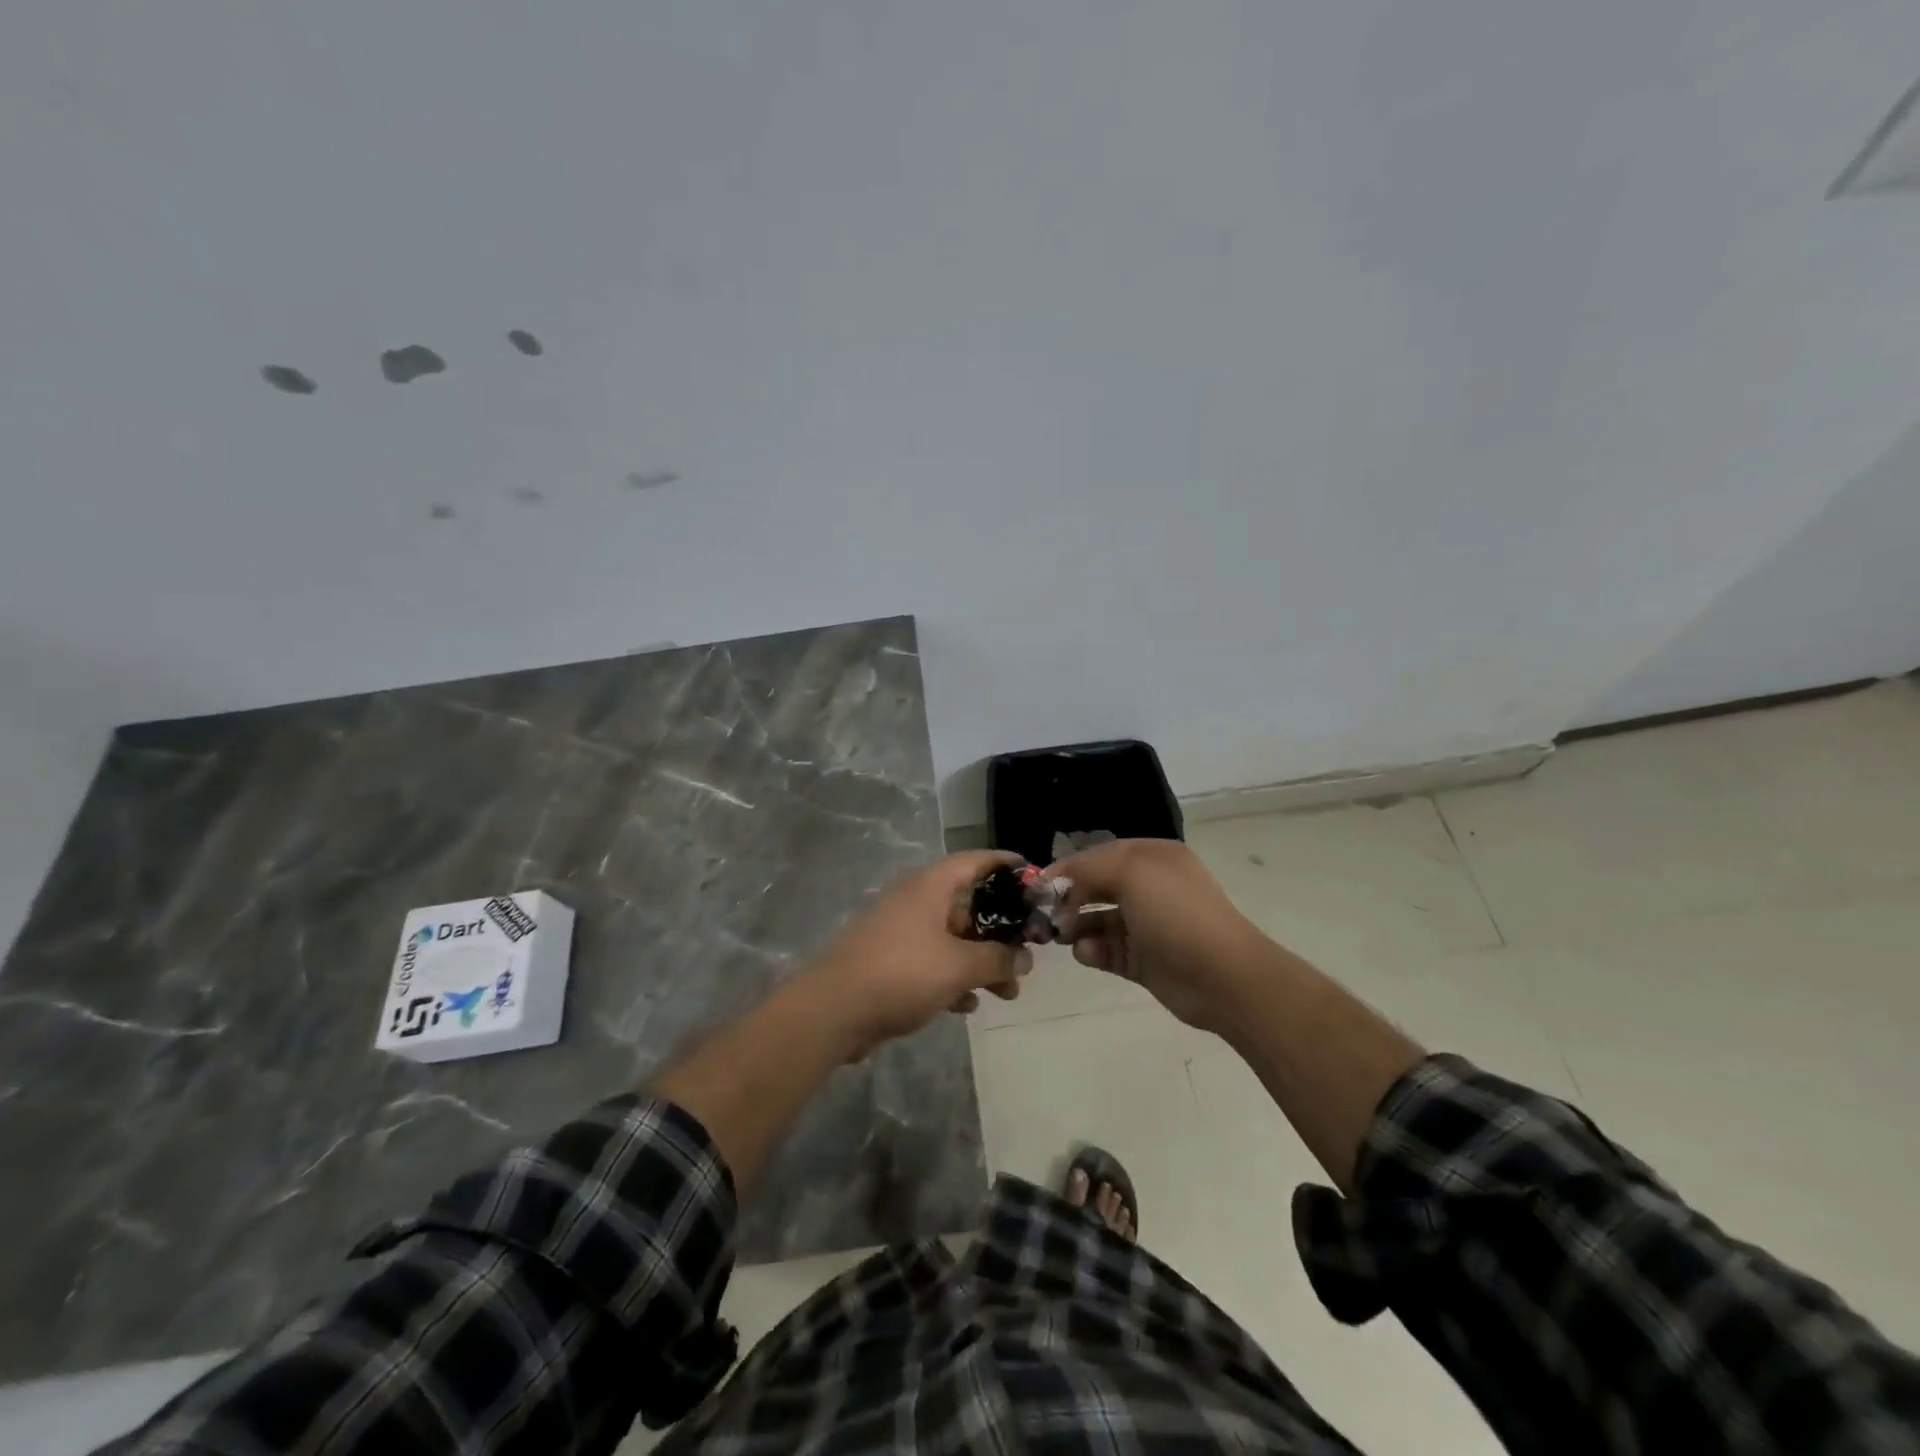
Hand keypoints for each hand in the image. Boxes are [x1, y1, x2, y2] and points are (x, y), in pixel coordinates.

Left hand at [808, 851, 1032, 1055]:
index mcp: (931, 884)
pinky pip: (933, 960)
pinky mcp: (890, 959)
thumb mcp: (959, 966)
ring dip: (981, 960)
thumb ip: (998, 959)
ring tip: (1009, 991)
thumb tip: (1025, 958)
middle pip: (968, 902)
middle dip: (1001, 929)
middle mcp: (916, 898)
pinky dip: (954, 976)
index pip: (977, 860)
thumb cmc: (902, 973)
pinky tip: (969, 1005)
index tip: (1037, 880)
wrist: (833, 1010)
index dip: (1008, 866)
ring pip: (952, 936)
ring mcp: (900, 929)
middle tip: (1029, 951)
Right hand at [1045, 838, 1261, 1034]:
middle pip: (1097, 887)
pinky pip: (1107, 951)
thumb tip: (1057, 879)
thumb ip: (1088, 868)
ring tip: (1062, 935)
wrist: (1221, 975)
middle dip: (1069, 898)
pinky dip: (1092, 951)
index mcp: (1152, 858)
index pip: (1100, 855)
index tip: (1037, 885)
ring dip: (1076, 926)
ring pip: (1098, 920)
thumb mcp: (1131, 872)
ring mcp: (1147, 926)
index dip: (1069, 867)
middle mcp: (1150, 887)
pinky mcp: (1143, 960)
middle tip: (1043, 914)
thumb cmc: (1175, 912)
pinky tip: (1087, 953)